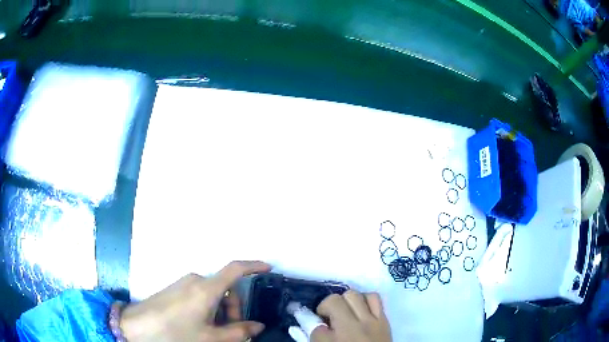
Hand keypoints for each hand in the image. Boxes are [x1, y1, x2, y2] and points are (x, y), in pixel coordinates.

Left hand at [119, 261, 270, 341]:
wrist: (136, 327)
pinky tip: (200, 326)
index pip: (235, 270)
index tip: (268, 268)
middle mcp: (196, 280)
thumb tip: (258, 326)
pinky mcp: (175, 289)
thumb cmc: (175, 333)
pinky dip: (208, 310)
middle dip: (234, 310)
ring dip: (220, 313)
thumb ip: (238, 332)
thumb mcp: (210, 338)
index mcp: (207, 289)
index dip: (253, 266)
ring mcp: (183, 284)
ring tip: (213, 333)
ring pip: (213, 295)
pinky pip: (199, 296)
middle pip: (226, 289)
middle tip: (231, 332)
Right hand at [289, 290, 391, 341]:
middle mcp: (353, 328)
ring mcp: (372, 322)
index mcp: (336, 340)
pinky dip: (365, 300)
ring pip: (354, 294)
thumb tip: (312, 324)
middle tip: (329, 319)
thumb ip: (316, 338)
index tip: (313, 324)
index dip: (310, 323)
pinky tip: (361, 310)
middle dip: (327, 306)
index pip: (315, 325)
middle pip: (334, 301)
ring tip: (346, 312)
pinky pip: (375, 298)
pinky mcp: (385, 320)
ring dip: (346, 301)